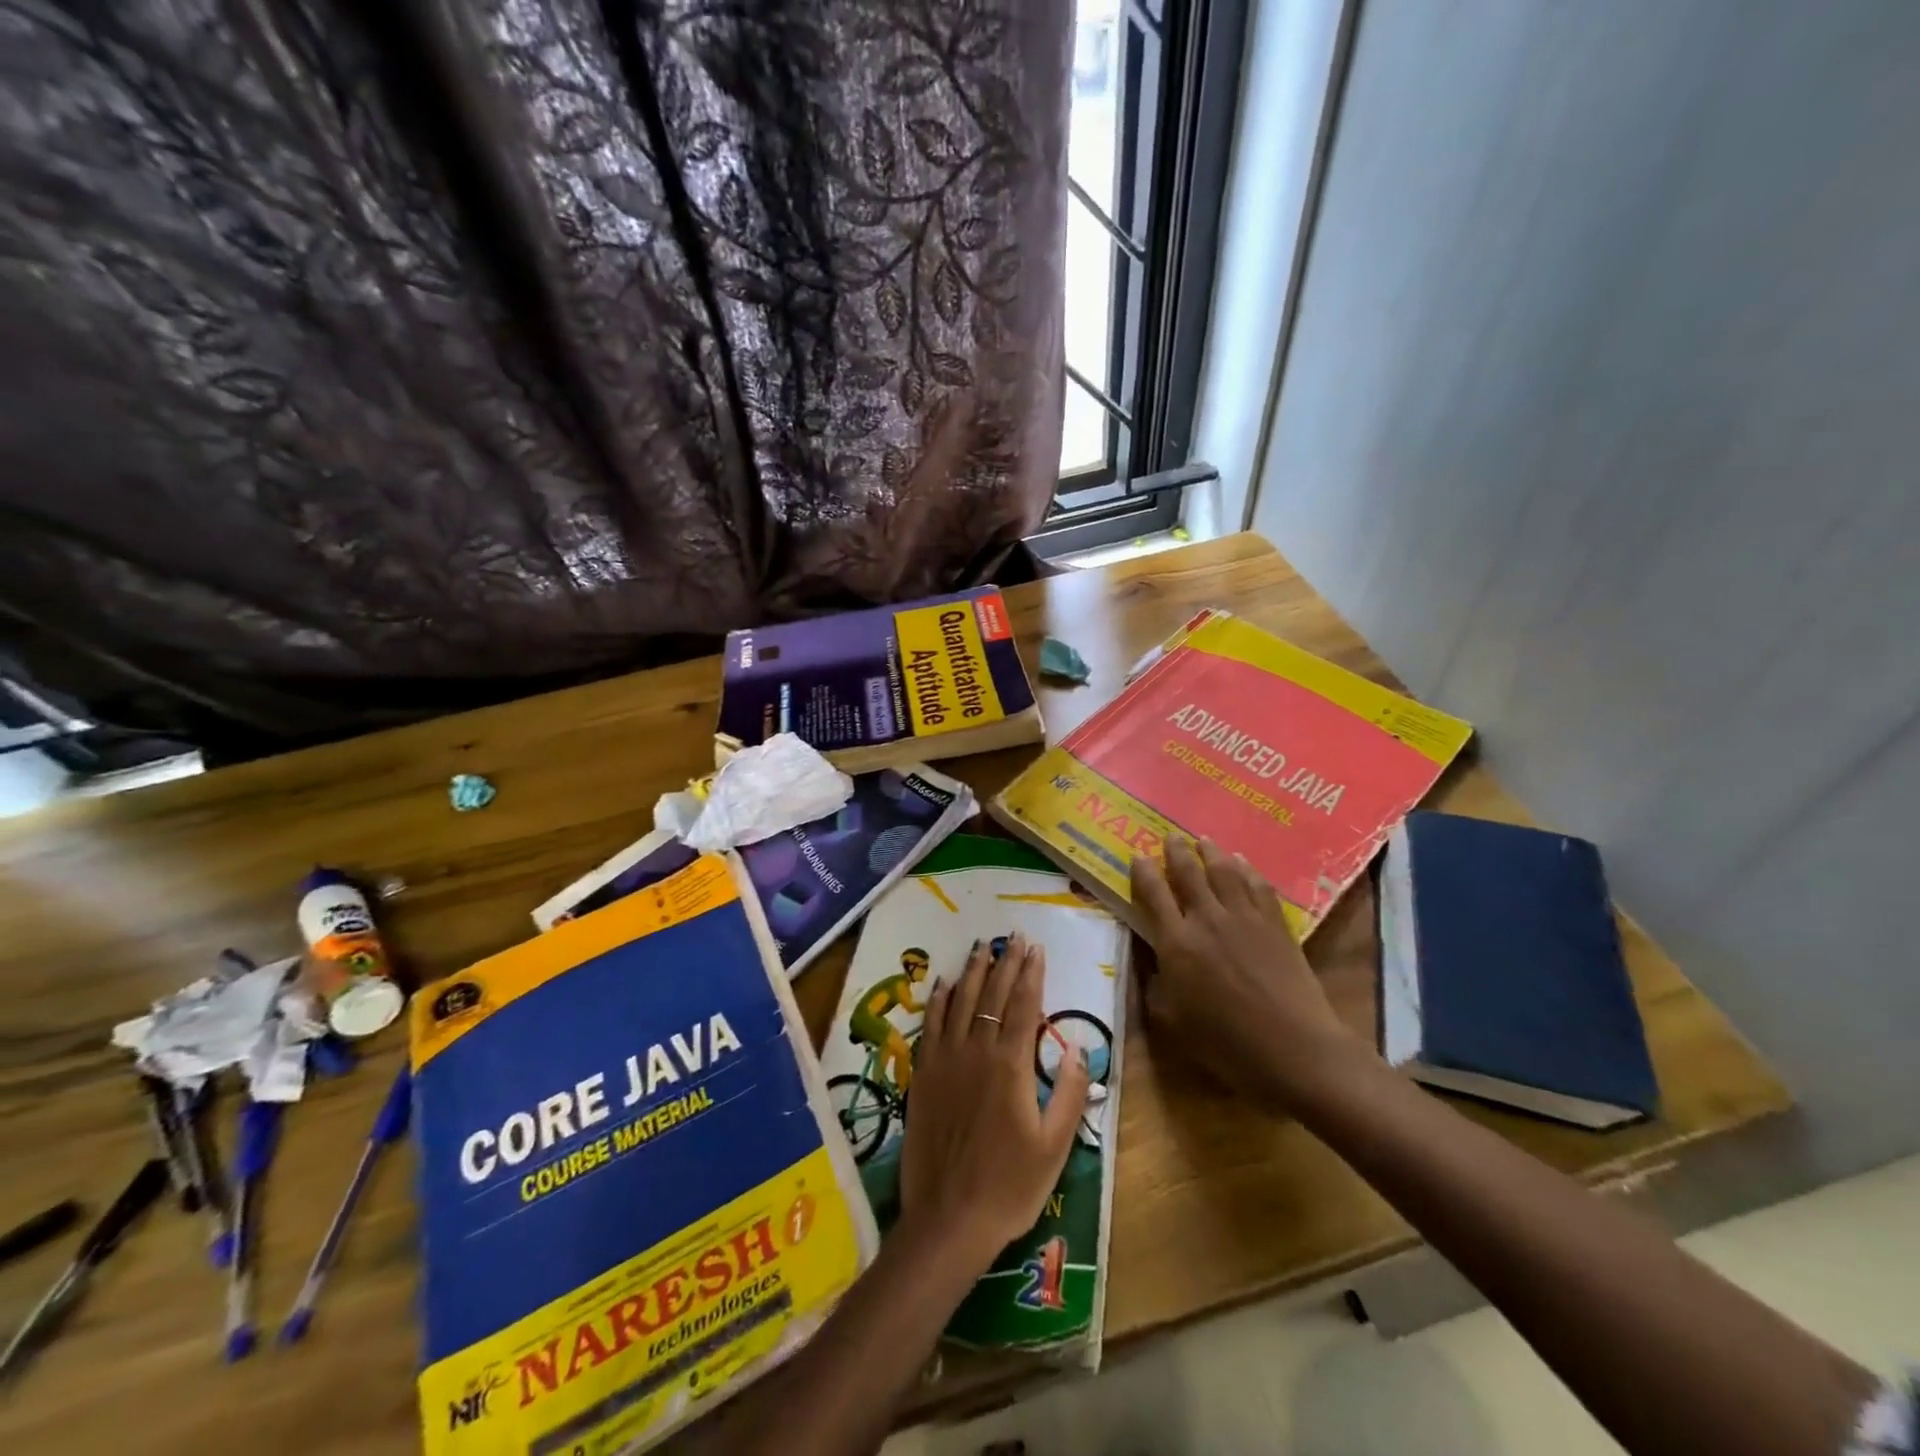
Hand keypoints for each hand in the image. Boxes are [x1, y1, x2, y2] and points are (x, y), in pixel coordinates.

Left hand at [899, 934, 1089, 1272]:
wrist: (949, 1218)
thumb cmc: (1009, 1186)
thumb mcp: (1054, 1146)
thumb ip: (1067, 1092)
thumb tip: (1075, 1047)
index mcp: (1010, 1066)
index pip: (1023, 1006)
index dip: (1030, 975)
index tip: (1036, 948)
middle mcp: (976, 1051)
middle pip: (992, 996)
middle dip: (1005, 963)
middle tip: (1013, 937)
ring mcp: (945, 1060)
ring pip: (960, 1002)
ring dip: (972, 971)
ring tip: (982, 946)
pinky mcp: (923, 1075)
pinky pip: (931, 1025)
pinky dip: (940, 1001)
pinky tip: (945, 984)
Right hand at [1130, 837, 1357, 1107]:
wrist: (1295, 1048)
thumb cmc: (1226, 1044)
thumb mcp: (1172, 1022)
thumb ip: (1155, 986)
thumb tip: (1152, 962)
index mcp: (1176, 943)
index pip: (1153, 894)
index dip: (1143, 872)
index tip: (1137, 856)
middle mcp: (1207, 920)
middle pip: (1188, 873)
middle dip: (1177, 851)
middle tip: (1171, 836)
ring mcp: (1244, 918)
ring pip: (1224, 872)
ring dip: (1211, 852)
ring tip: (1204, 840)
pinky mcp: (1275, 925)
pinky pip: (1258, 886)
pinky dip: (1247, 870)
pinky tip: (1242, 864)